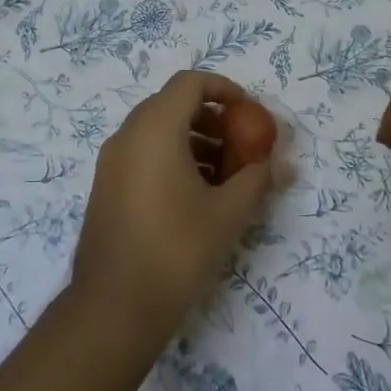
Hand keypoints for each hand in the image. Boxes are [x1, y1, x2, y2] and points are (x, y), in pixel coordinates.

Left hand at [69, 70, 275, 349]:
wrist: (114, 308)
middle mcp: (127, 136)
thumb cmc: (176, 250)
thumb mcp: (228, 213)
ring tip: (223, 174)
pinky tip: (196, 195)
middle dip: (211, 117)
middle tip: (239, 143)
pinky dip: (171, 158)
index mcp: (155, 130)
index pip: (189, 83)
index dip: (223, 88)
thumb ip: (257, 180)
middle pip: (172, 104)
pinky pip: (142, 154)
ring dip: (192, 140)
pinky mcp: (106, 188)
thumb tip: (284, 166)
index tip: (248, 111)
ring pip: (156, 131)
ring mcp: (111, 163)